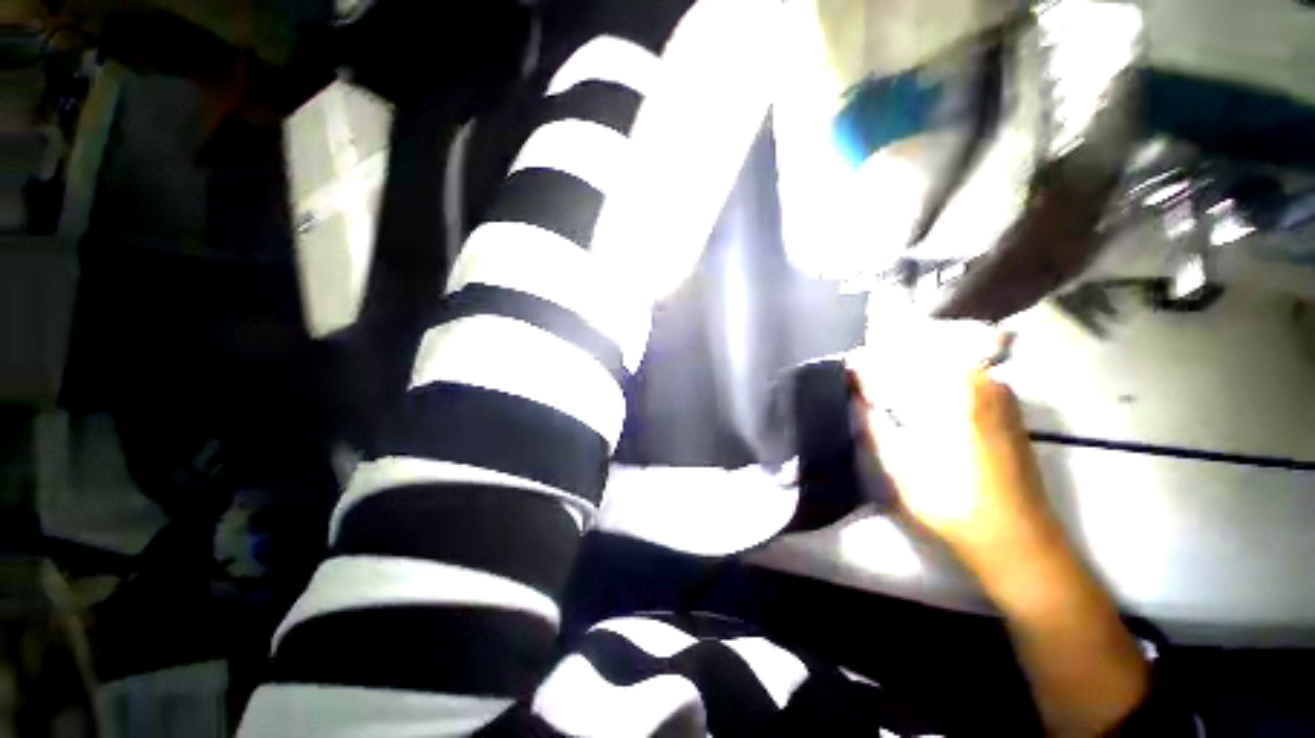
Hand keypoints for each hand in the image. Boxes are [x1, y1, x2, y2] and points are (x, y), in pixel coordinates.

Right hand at [852, 318, 1152, 736]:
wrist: (1024, 556)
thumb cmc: (961, 517)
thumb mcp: (902, 471)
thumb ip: (877, 427)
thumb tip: (854, 395)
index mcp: (959, 401)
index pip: (916, 351)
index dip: (880, 346)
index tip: (848, 351)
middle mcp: (984, 391)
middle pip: (933, 351)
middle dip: (890, 350)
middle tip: (854, 362)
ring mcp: (997, 403)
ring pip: (947, 366)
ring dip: (909, 365)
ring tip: (872, 375)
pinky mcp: (999, 418)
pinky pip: (955, 384)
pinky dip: (925, 382)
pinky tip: (903, 396)